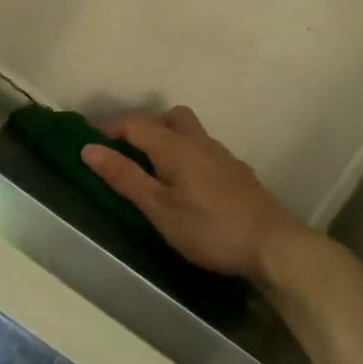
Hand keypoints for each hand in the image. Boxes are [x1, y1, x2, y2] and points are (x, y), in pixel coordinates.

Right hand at [80, 107, 311, 284]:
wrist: (274, 245)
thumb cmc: (210, 228)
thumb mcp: (159, 208)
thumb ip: (125, 177)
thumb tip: (89, 148)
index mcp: (176, 146)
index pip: (135, 123)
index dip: (109, 129)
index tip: (89, 142)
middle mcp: (200, 142)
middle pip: (169, 117)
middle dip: (144, 127)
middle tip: (126, 152)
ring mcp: (223, 156)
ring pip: (190, 133)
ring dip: (168, 140)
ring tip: (154, 170)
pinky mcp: (238, 173)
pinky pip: (205, 152)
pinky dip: (187, 157)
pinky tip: (188, 186)